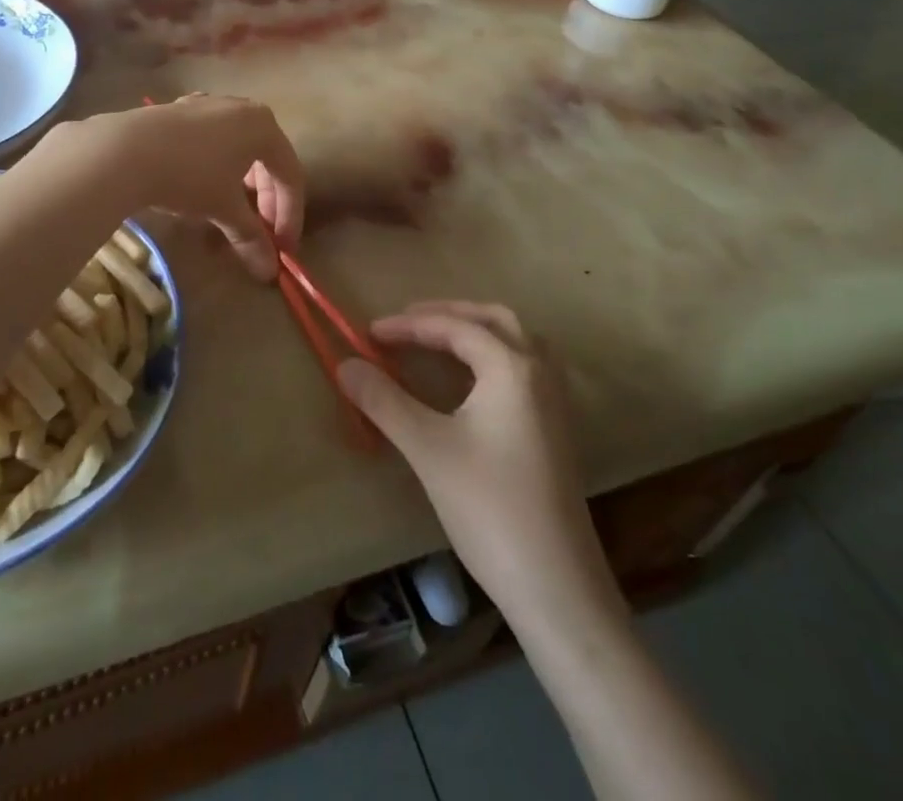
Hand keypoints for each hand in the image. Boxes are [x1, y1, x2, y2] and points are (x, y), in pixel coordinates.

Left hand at [48, 95, 303, 280]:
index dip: (290, 216)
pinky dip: (218, 169)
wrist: (124, 151)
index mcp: (264, 126)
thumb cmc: (189, 176)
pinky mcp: (180, 111)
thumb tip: (268, 271)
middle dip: (267, 202)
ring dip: (243, 187)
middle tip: (261, 236)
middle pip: (266, 160)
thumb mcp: (224, 210)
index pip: (290, 176)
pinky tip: (203, 188)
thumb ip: (251, 237)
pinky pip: (212, 142)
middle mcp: (242, 108)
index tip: (282, 250)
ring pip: (239, 150)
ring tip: (232, 215)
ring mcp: (209, 105)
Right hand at [338, 302, 621, 619]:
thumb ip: (384, 401)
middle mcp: (540, 372)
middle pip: (494, 319)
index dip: (409, 326)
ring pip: (516, 341)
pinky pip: (525, 367)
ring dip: (475, 330)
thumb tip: (345, 364)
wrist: (557, 588)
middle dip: (447, 314)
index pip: (455, 327)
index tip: (369, 333)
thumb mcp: (428, 448)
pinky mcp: (557, 429)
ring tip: (437, 341)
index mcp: (512, 367)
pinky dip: (493, 355)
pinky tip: (472, 381)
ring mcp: (555, 402)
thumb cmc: (489, 508)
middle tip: (406, 323)